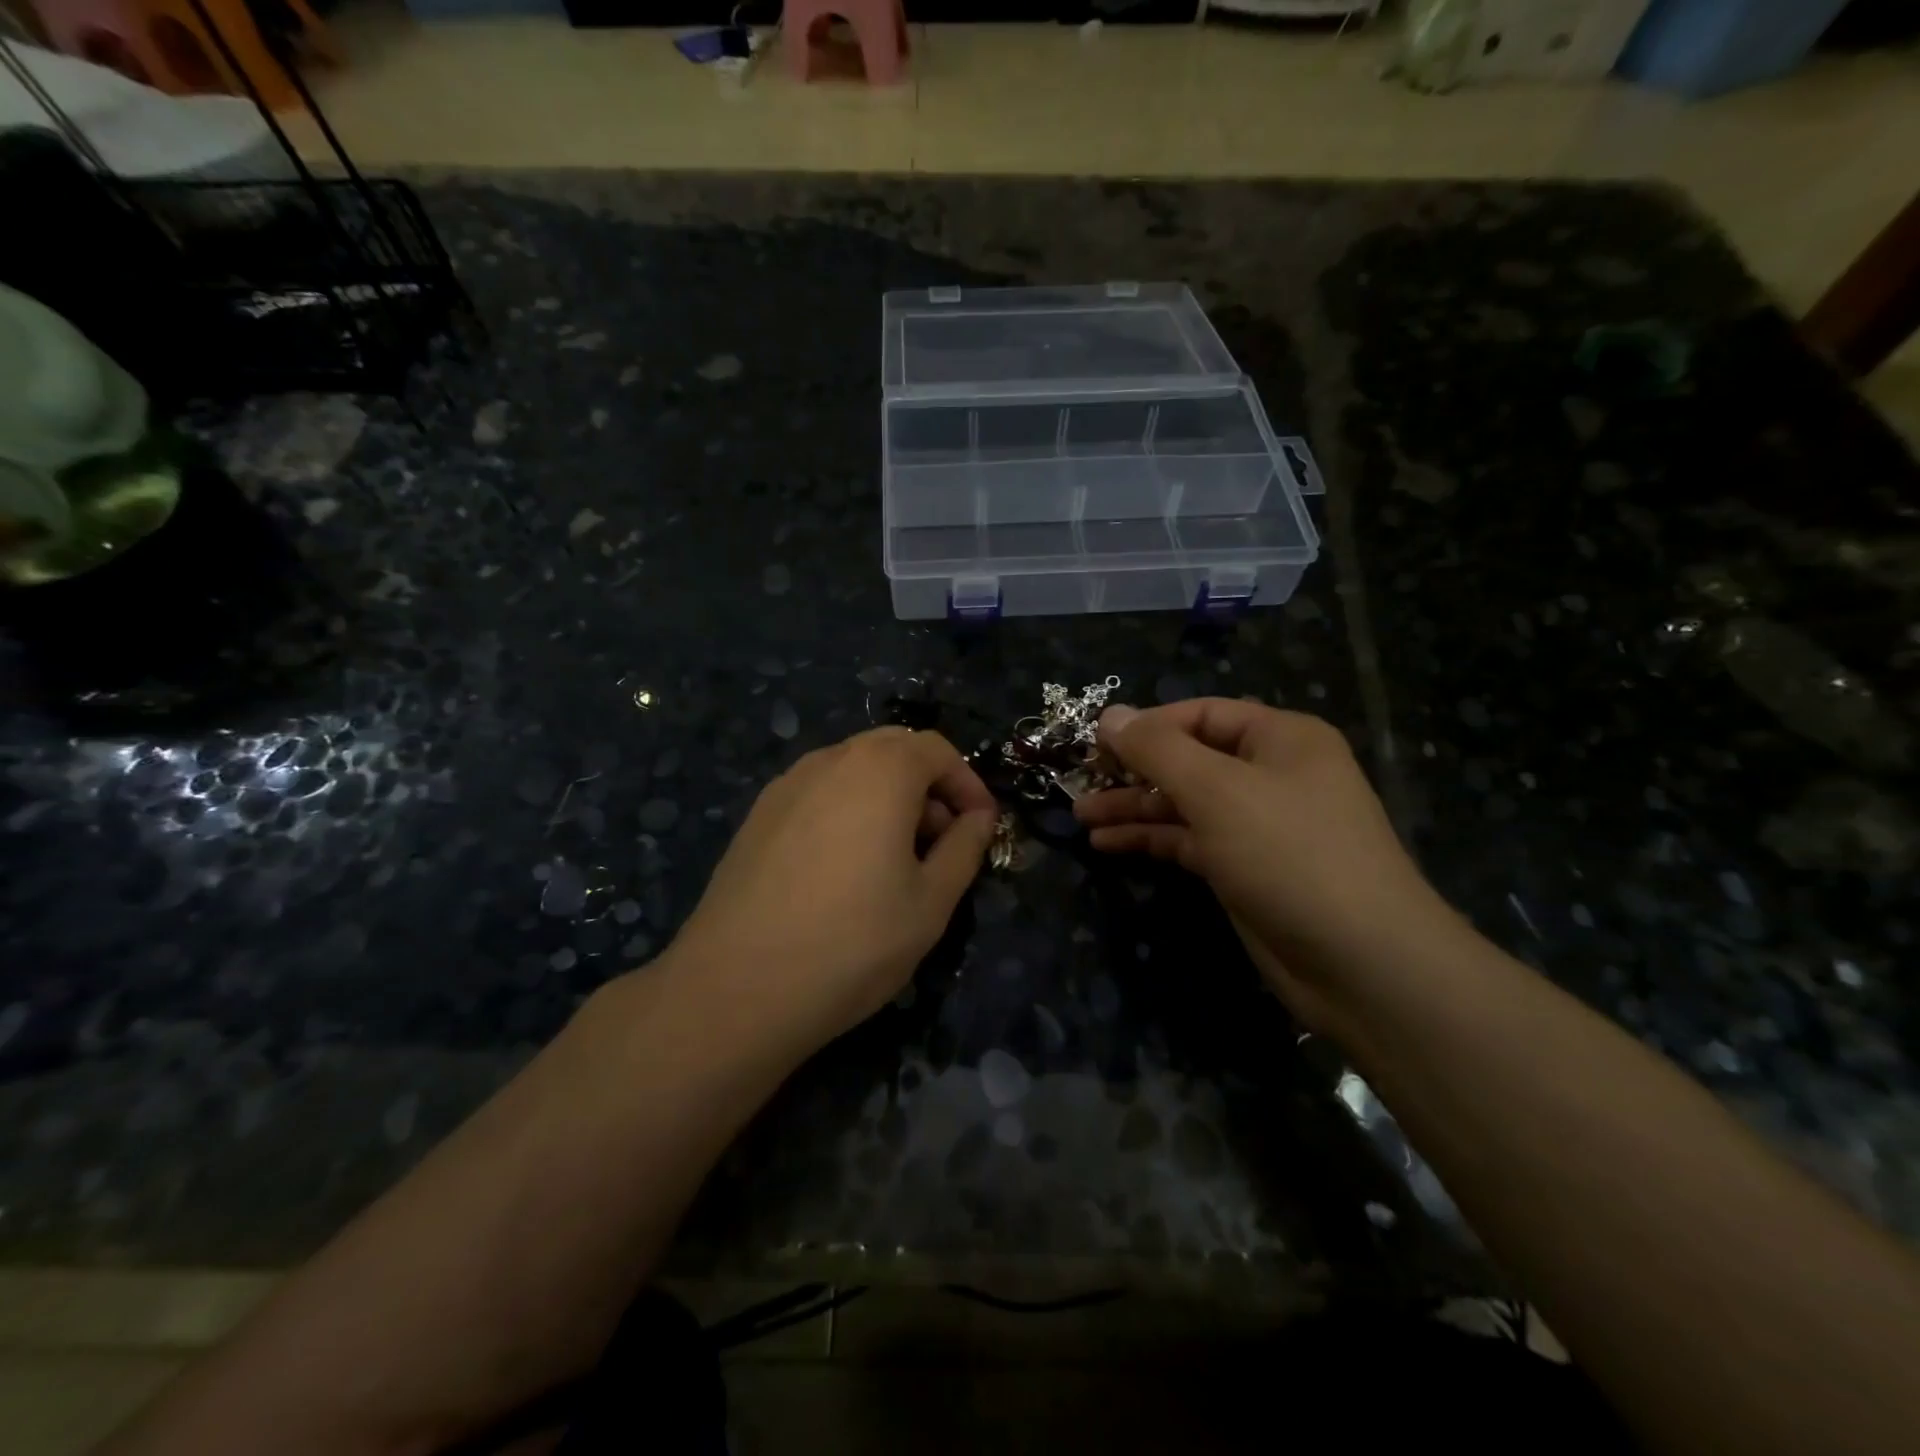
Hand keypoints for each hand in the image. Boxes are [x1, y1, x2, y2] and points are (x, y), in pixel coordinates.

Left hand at [665, 728, 997, 1057]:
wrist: (736, 987)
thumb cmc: (852, 942)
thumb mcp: (930, 902)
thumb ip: (964, 849)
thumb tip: (978, 818)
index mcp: (880, 770)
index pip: (938, 750)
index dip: (969, 784)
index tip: (981, 828)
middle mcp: (830, 760)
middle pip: (893, 749)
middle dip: (928, 785)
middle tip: (941, 840)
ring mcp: (786, 785)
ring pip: (853, 769)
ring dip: (887, 796)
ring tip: (895, 859)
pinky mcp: (757, 815)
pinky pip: (819, 793)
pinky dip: (848, 810)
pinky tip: (844, 868)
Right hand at [1074, 699, 1454, 1023]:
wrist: (1360, 962)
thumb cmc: (1289, 854)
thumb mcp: (1217, 790)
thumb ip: (1158, 750)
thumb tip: (1111, 715)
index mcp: (1279, 739)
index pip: (1200, 714)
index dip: (1147, 725)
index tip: (1093, 743)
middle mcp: (1270, 774)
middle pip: (1189, 759)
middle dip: (1133, 770)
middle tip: (1080, 782)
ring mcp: (1258, 825)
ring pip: (1184, 803)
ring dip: (1134, 808)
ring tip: (1081, 816)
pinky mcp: (1245, 869)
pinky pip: (1189, 841)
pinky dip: (1151, 840)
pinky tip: (1108, 844)